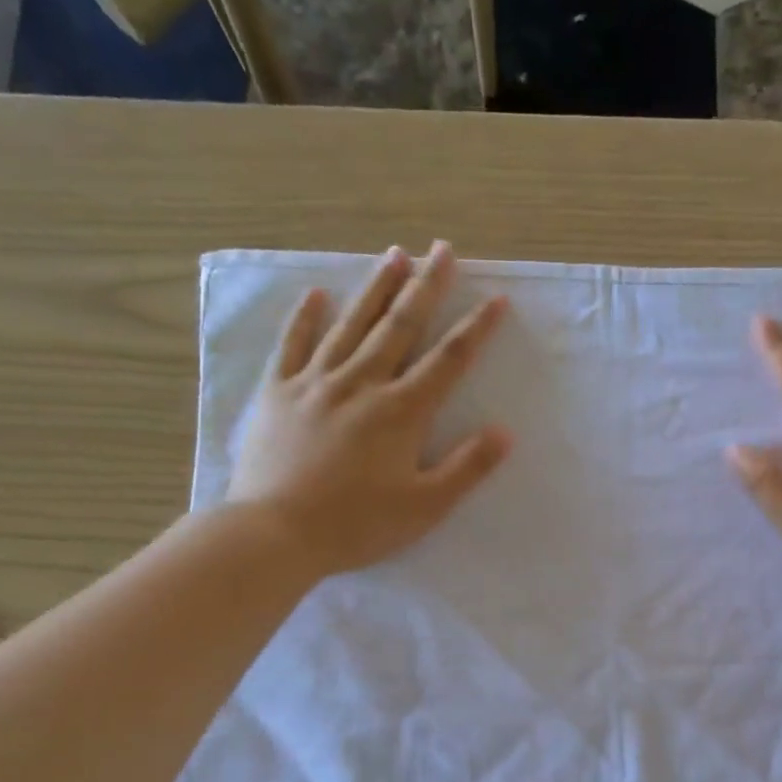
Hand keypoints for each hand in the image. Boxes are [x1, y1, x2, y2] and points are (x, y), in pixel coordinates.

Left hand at [229, 241, 511, 575]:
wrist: (276, 532)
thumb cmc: (357, 524)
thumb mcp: (425, 507)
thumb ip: (467, 467)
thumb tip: (505, 432)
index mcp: (401, 411)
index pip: (448, 360)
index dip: (476, 328)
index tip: (496, 298)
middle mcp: (361, 384)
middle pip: (399, 326)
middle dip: (425, 286)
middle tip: (441, 249)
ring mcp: (315, 383)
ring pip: (351, 325)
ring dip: (375, 288)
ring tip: (394, 254)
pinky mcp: (278, 393)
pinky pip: (293, 345)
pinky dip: (305, 318)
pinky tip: (316, 294)